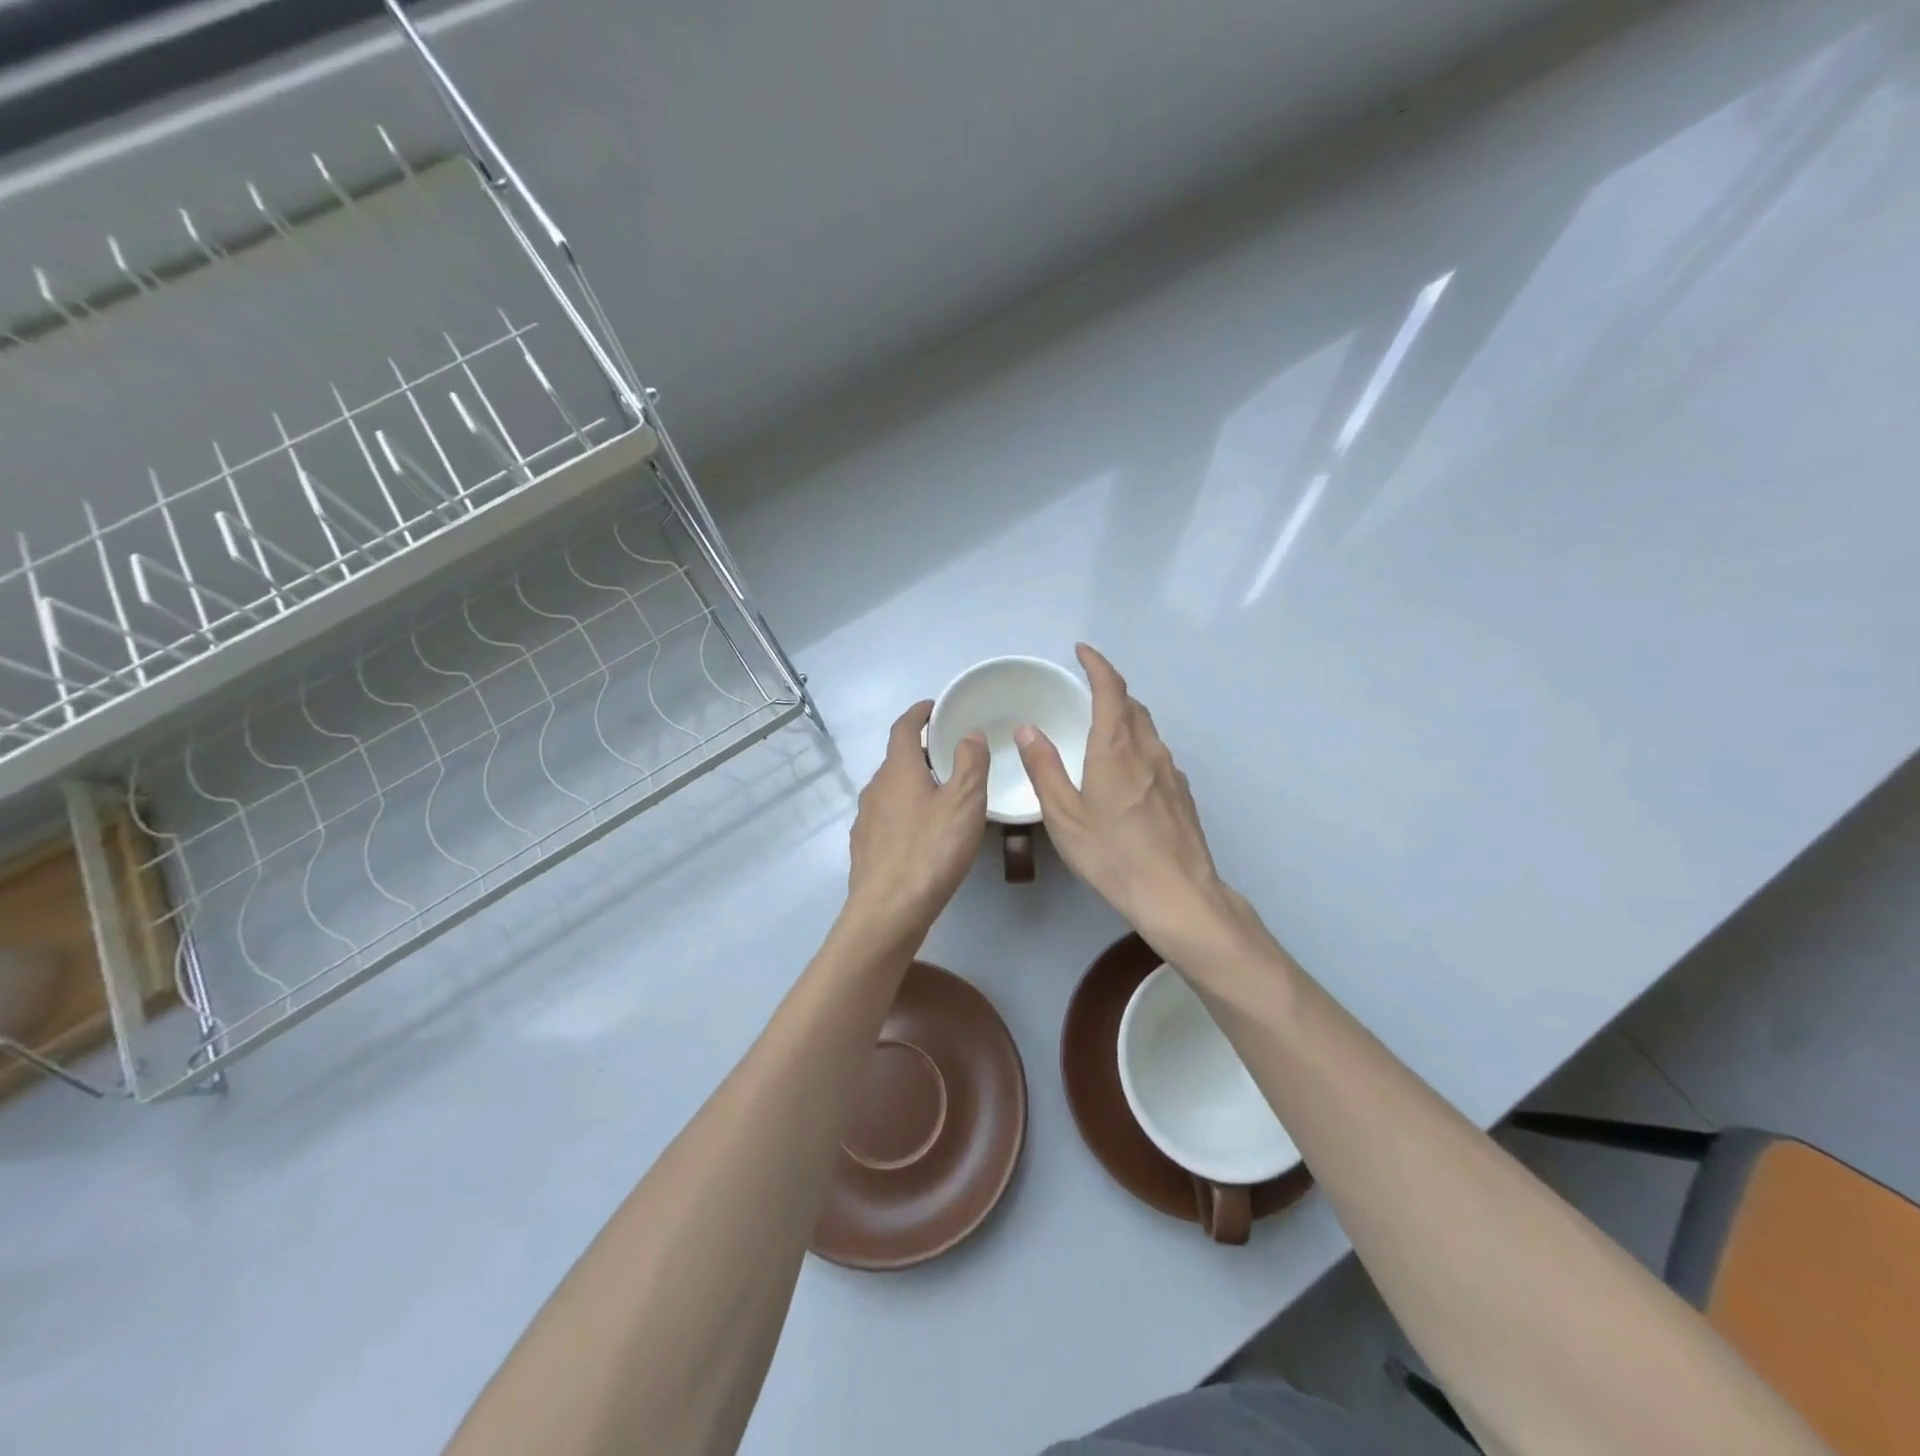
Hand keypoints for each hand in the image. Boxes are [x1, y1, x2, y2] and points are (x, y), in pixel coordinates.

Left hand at [846, 701, 988, 937]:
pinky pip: (887, 818)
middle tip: (949, 754)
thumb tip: (969, 733)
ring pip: (891, 790)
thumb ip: (970, 763)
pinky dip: (905, 812)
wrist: (888, 911)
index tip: (934, 707)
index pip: (903, 728)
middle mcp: (875, 788)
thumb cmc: (931, 850)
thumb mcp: (964, 802)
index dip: (918, 713)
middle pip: (896, 759)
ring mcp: (866, 819)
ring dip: (913, 784)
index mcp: (897, 770)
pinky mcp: (865, 848)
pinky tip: (922, 833)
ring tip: (941, 795)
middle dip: (920, 752)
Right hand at [1015, 645, 1240, 947]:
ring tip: (1104, 729)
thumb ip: (1044, 768)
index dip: (1097, 664)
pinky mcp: (1182, 794)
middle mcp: (1149, 750)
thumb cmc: (1112, 853)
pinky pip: (1157, 755)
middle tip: (1087, 690)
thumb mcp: (1064, 814)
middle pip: (1133, 705)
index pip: (1111, 689)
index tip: (1082, 650)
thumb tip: (1028, 729)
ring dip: (1126, 718)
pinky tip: (1127, 774)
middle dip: (1111, 689)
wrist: (1176, 893)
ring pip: (1148, 730)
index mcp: (1116, 748)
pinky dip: (1139, 747)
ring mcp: (1172, 772)